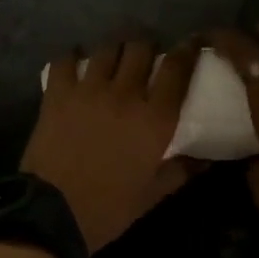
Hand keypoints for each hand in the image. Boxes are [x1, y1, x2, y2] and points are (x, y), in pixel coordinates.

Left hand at [19, 40, 199, 252]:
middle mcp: (125, 94)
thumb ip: (180, 171)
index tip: (192, 43)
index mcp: (155, 119)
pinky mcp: (57, 94)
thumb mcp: (152, 195)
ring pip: (107, 48)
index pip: (177, 69)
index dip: (188, 50)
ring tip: (115, 56)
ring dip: (115, 48)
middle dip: (148, 45)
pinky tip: (76, 64)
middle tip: (148, 55)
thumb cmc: (108, 208)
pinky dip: (73, 57)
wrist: (52, 214)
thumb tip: (206, 161)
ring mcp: (88, 90)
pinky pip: (65, 60)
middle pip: (141, 47)